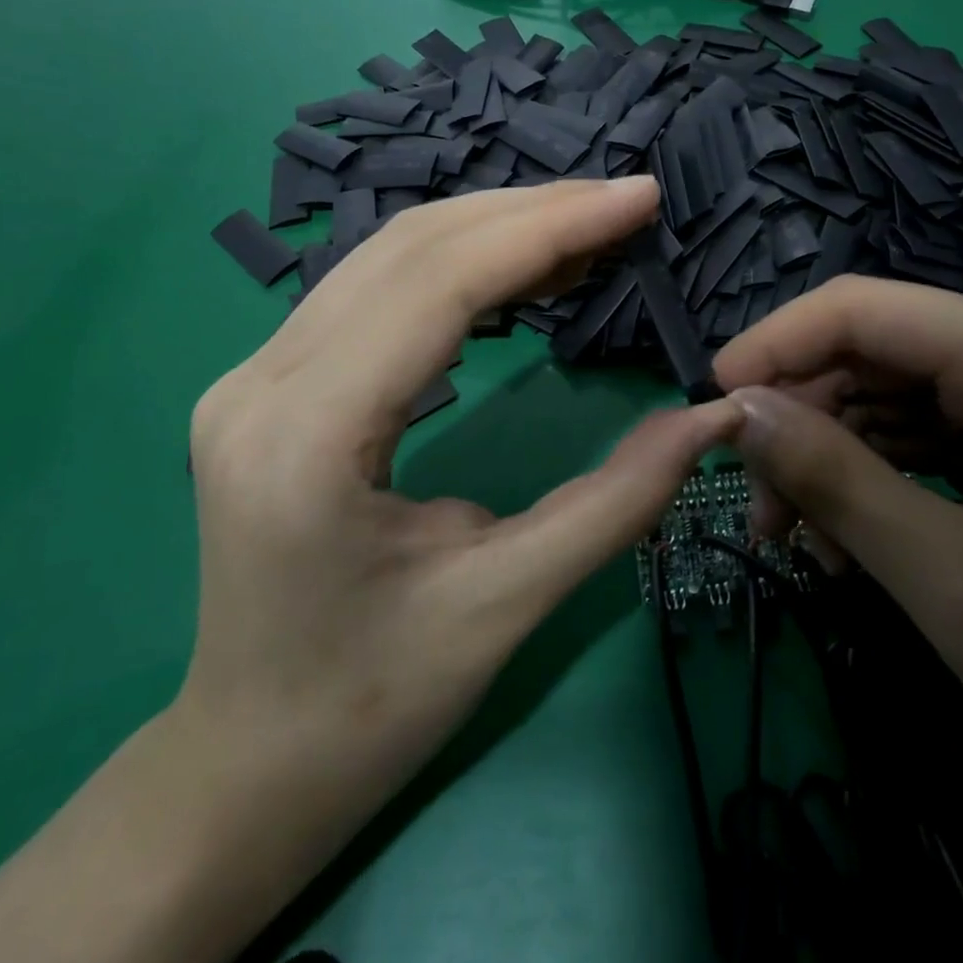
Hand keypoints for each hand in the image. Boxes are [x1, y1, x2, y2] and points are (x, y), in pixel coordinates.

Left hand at [0, 178, 738, 962]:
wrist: (249, 764)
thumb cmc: (373, 704)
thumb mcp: (508, 604)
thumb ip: (619, 499)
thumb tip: (713, 418)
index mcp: (309, 436)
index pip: (443, 283)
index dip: (551, 227)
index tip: (639, 198)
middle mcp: (261, 381)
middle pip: (412, 248)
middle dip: (532, 213)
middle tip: (626, 205)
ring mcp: (253, 374)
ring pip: (389, 255)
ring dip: (495, 229)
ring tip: (587, 231)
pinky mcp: (269, 382)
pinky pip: (373, 289)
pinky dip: (456, 264)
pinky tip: (517, 275)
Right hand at [714, 277, 962, 848]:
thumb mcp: (947, 577)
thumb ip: (833, 478)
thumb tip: (737, 411)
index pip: (863, 309)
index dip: (775, 344)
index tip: (713, 403)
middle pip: (871, 351)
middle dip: (800, 416)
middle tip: (755, 500)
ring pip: (888, 396)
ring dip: (830, 456)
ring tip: (798, 539)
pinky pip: (922, 436)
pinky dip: (873, 478)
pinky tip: (847, 542)